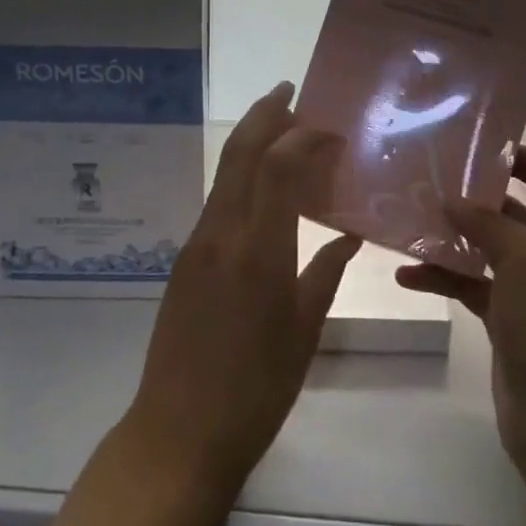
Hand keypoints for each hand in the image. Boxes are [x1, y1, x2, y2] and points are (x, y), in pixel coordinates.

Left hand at [122, 82, 360, 501]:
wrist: (178, 432)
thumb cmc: (256, 390)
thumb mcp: (304, 331)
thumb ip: (326, 272)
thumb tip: (347, 233)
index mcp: (257, 250)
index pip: (277, 166)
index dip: (304, 135)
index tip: (332, 128)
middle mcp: (221, 233)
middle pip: (240, 153)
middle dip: (265, 114)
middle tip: (292, 93)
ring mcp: (197, 243)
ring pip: (225, 173)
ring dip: (252, 142)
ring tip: (284, 131)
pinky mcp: (185, 258)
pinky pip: (218, 201)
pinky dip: (243, 178)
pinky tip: (265, 189)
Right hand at [396, 147, 525, 487]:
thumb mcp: (525, 262)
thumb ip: (487, 223)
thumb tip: (453, 199)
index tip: (484, 148)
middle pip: (516, 212)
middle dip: (476, 198)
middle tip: (432, 180)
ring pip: (488, 249)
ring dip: (453, 238)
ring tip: (410, 223)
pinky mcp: (507, 318)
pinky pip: (472, 284)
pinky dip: (444, 277)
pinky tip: (407, 276)